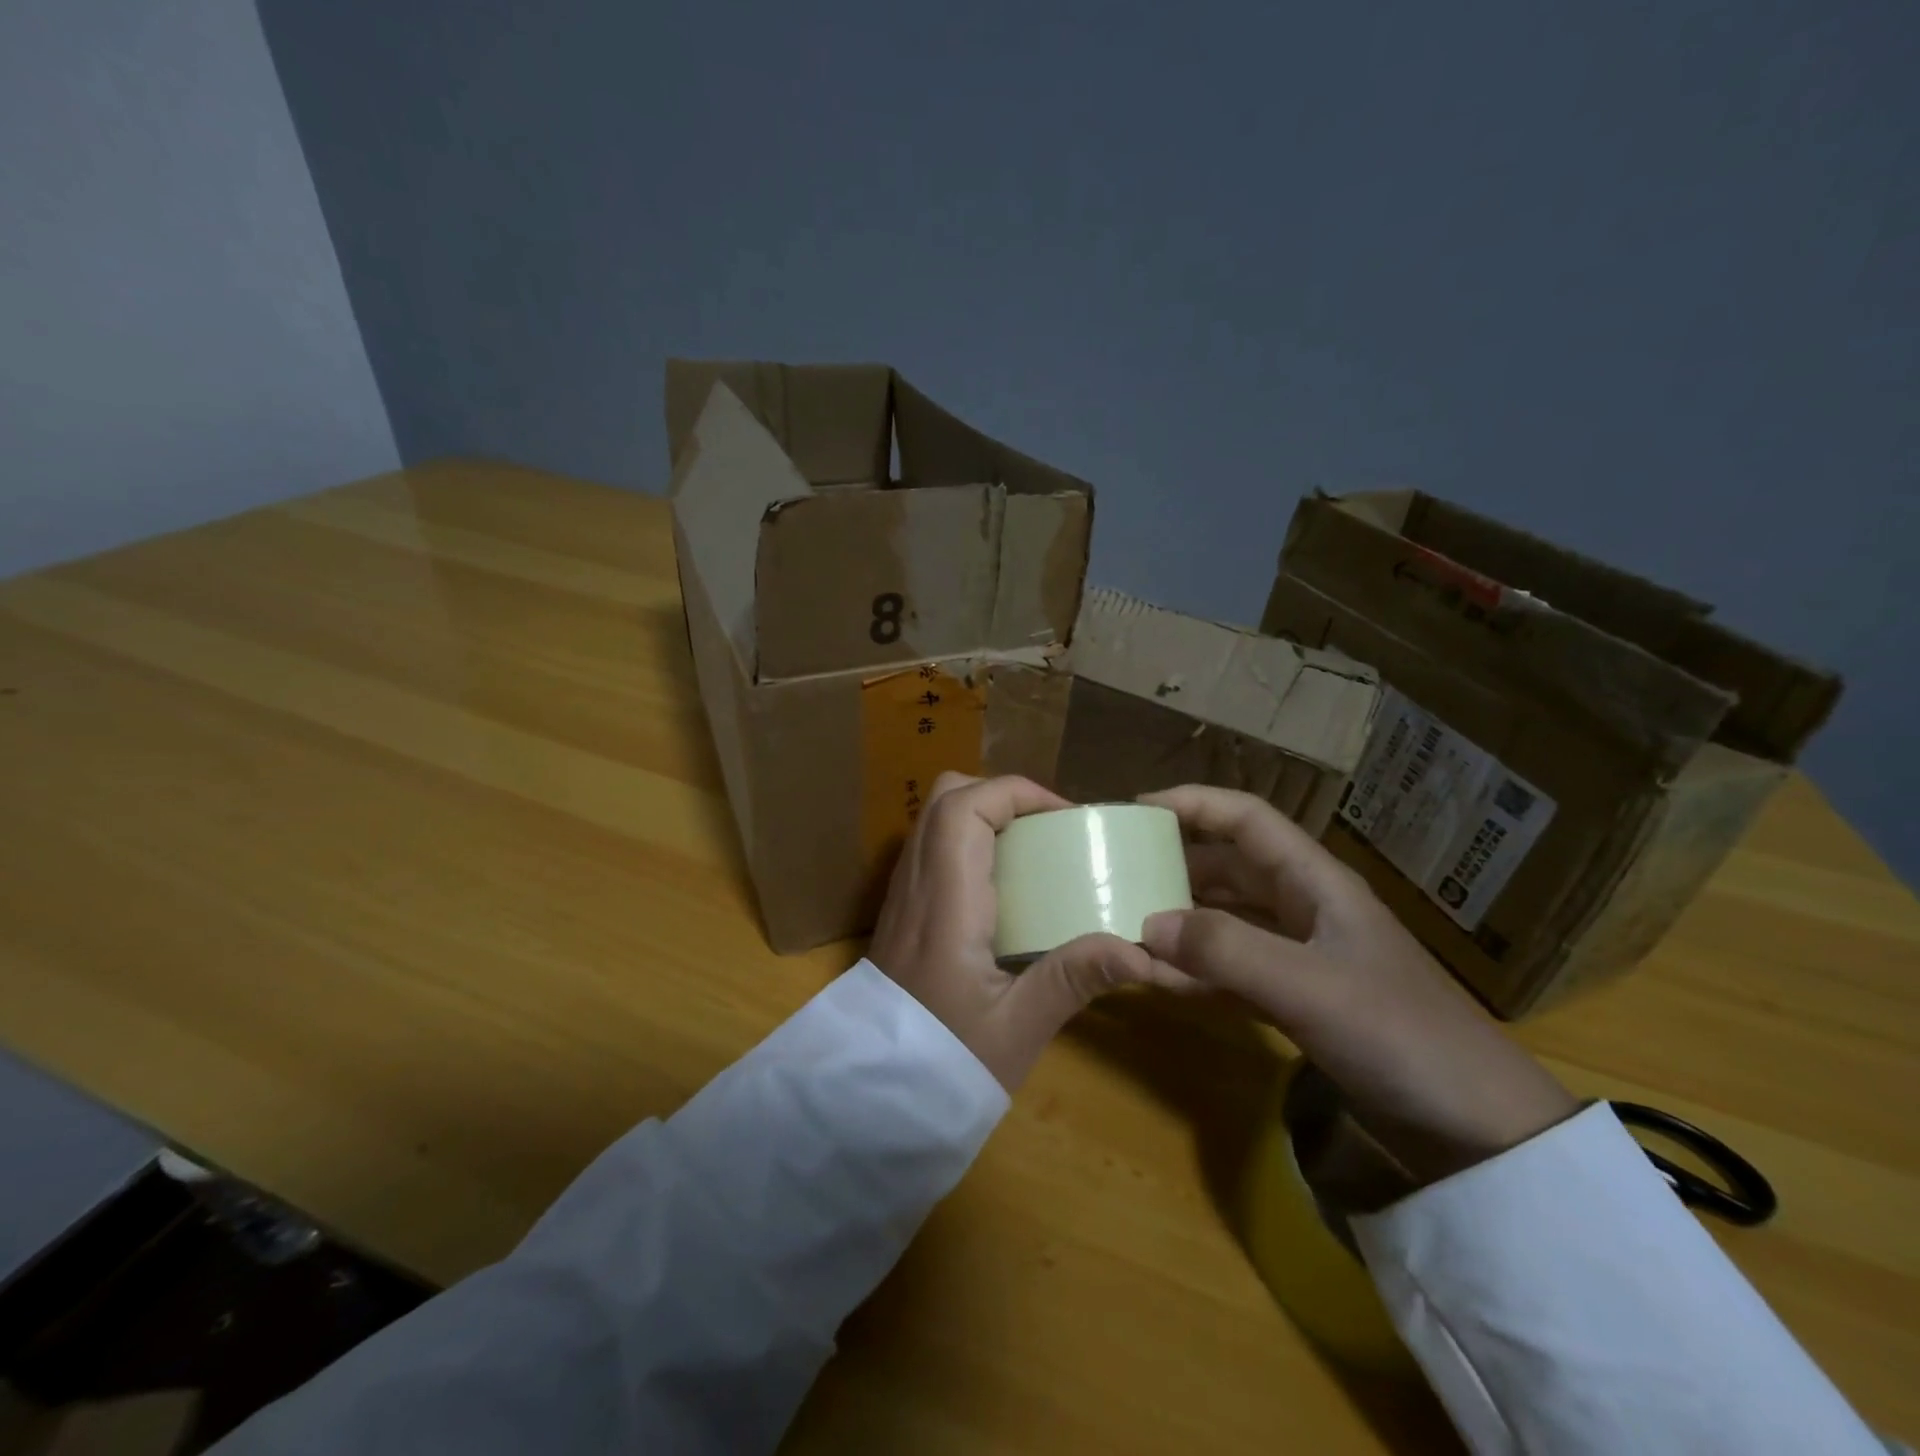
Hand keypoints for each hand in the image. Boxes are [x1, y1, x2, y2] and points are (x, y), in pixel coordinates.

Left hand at [870, 774, 1190, 1092]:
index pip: (965, 807)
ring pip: (933, 819)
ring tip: (1031, 850)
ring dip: (982, 814)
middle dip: (1001, 795)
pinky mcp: (900, 910)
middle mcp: (915, 884)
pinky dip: (966, 840)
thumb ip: (1074, 979)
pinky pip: (930, 847)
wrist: (874, 1097)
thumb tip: (1140, 952)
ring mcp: (901, 894)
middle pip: (944, 797)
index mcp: (945, 902)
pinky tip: (1000, 884)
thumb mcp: (1018, 1028)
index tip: (1065, 818)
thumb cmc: (945, 1064)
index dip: (1016, 793)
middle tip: (1049, 829)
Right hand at [1138, 785, 1578, 1182]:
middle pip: (1228, 866)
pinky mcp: (1298, 999)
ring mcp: (1301, 956)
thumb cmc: (1401, 1036)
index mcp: (1316, 883)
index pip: (1247, 819)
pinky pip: (1233, 970)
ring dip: (1180, 921)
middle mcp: (1304, 908)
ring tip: (1125, 923)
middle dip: (1174, 863)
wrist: (1479, 1130)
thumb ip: (1225, 951)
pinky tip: (1158, 980)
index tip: (1135, 810)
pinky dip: (1197, 970)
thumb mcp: (1308, 987)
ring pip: (1226, 919)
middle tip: (1116, 871)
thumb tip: (1146, 922)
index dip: (1193, 804)